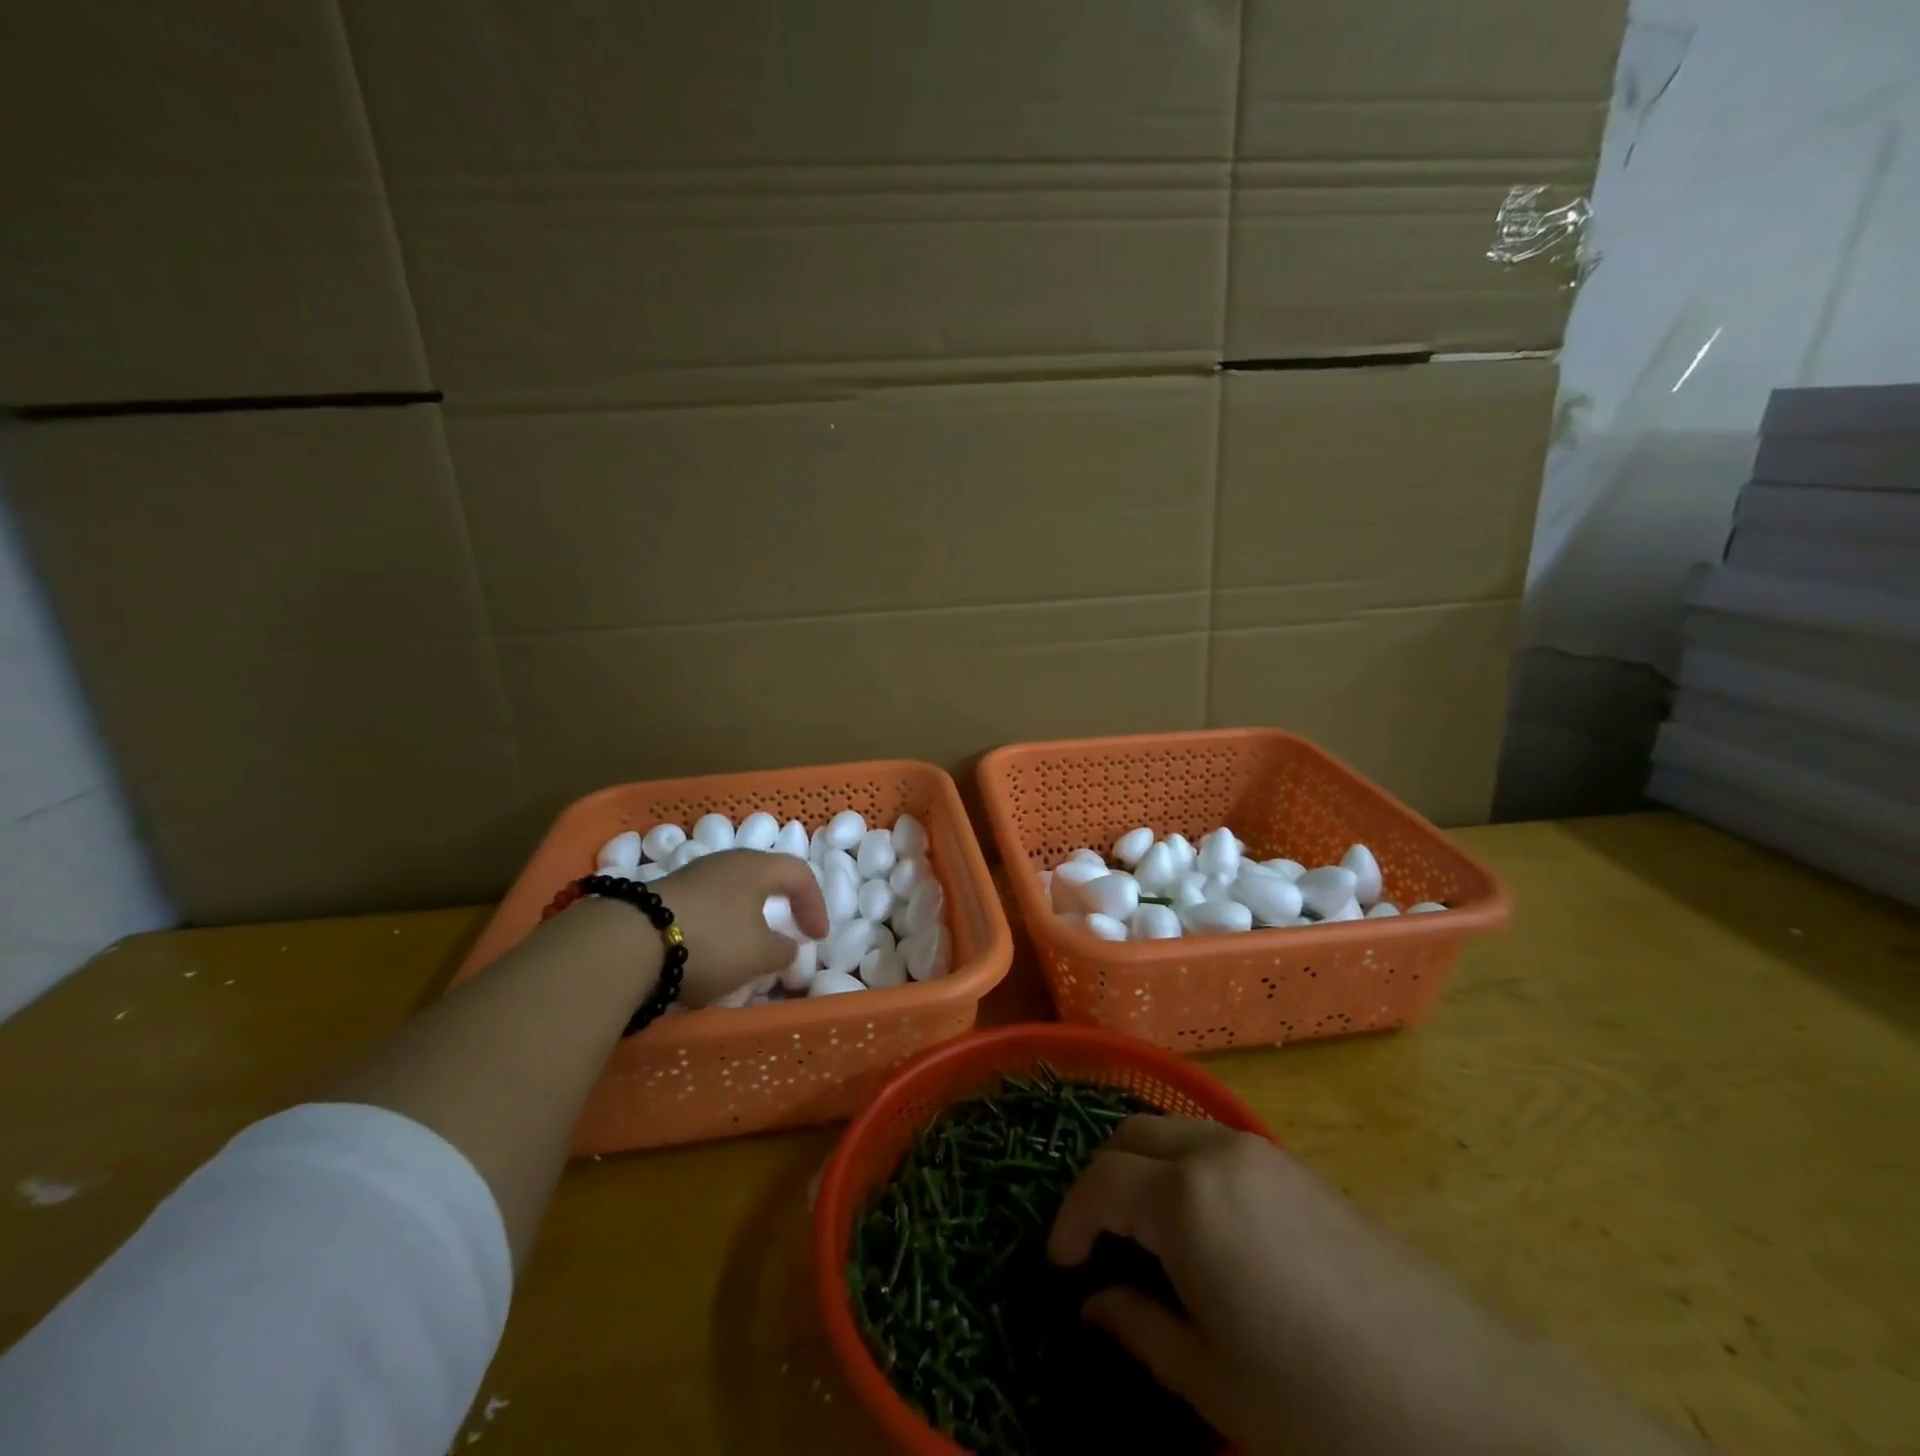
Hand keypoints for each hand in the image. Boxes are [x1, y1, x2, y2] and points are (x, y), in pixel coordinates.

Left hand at [653, 850, 827, 1006]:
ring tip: (747, 952)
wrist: (630, 941)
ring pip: (732, 895)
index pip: (799, 874)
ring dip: (746, 922)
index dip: (815, 905)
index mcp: (757, 867)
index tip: (817, 937)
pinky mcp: (665, 896)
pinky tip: (709, 955)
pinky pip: (706, 909)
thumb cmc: (712, 940)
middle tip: (789, 933)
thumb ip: (783, 950)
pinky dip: (718, 929)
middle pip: (763, 879)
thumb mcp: (759, 955)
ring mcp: (692, 876)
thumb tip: (787, 946)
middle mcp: (726, 862)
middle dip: (780, 908)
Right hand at [1049, 1116, 1699, 1455]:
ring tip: (1145, 1237)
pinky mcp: (1302, 1169)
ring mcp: (1265, 1154)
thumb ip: (1139, 1328)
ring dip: (1145, 1170)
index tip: (1058, 1265)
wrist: (1473, 1409)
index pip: (1099, 1182)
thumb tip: (1094, 1304)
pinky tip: (1206, 1234)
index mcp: (1185, 1196)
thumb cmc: (1321, 1406)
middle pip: (1133, 1136)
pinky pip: (1218, 1149)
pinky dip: (1187, 1172)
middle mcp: (1218, 1152)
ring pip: (1176, 1134)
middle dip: (1101, 1180)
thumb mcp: (1213, 1381)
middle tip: (1095, 1242)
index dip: (1069, 1221)